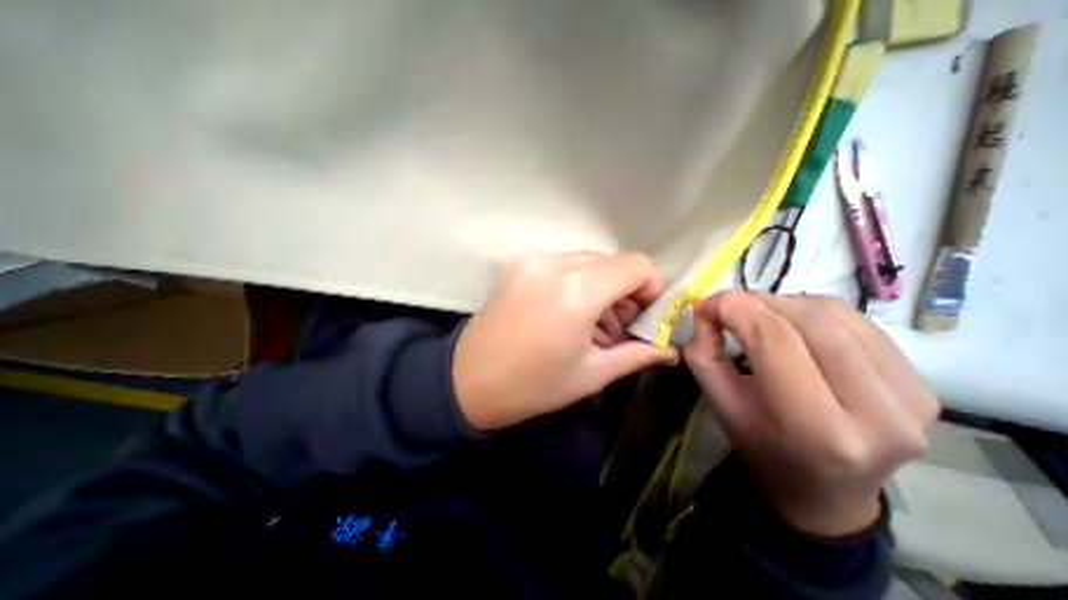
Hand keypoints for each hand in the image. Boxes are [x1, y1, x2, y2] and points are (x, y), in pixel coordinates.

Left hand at [454, 253, 677, 430]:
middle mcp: (555, 263)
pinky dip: (576, 283)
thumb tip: (670, 350)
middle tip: (616, 327)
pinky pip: (563, 264)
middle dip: (624, 292)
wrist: (468, 379)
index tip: (642, 317)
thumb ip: (637, 354)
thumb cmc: (533, 385)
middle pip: (612, 262)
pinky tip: (566, 313)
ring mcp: (534, 259)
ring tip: (590, 325)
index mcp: (577, 290)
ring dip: (599, 288)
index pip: (636, 265)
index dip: (650, 288)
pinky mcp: (520, 263)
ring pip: (588, 262)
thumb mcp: (592, 373)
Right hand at [679, 294, 936, 536]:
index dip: (735, 309)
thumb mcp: (718, 403)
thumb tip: (706, 309)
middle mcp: (877, 415)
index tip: (705, 305)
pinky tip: (792, 324)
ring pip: (835, 315)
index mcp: (816, 429)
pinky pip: (858, 322)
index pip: (775, 341)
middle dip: (756, 301)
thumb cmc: (760, 445)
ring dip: (783, 303)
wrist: (825, 489)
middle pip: (808, 322)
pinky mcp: (929, 386)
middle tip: (726, 306)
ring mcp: (912, 399)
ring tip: (757, 315)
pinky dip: (813, 310)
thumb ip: (703, 353)